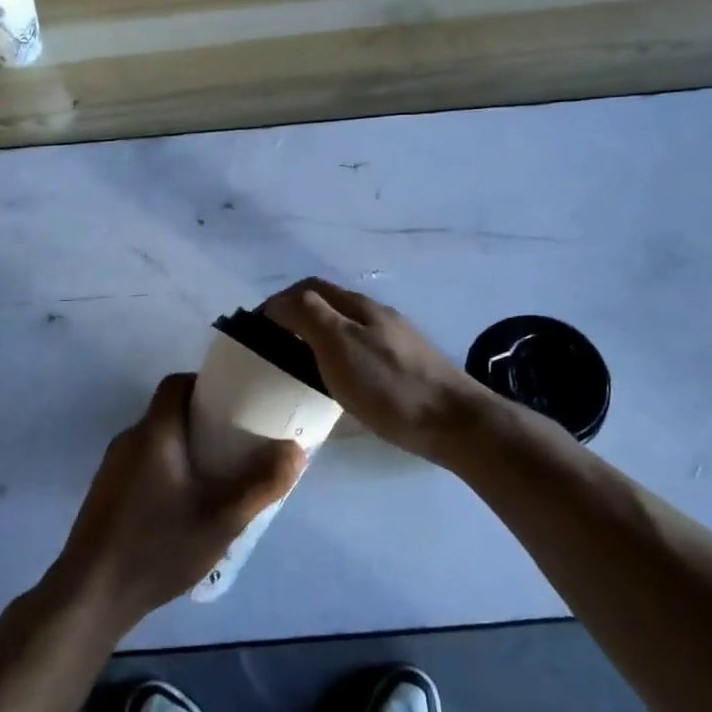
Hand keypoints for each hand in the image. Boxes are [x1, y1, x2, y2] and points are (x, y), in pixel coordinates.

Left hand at [53, 374, 305, 631]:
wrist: (91, 594)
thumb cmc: (158, 547)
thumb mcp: (221, 519)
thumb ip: (261, 484)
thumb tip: (295, 449)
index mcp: (154, 433)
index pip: (176, 385)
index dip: (206, 386)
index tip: (236, 405)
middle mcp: (129, 440)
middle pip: (170, 413)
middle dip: (205, 423)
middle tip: (238, 447)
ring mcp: (113, 468)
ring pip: (158, 443)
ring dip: (188, 451)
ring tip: (219, 479)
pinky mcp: (107, 494)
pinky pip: (145, 466)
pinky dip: (169, 472)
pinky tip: (186, 508)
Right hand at [263, 277, 502, 465]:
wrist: (456, 423)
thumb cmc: (390, 385)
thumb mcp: (339, 345)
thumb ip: (308, 315)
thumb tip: (281, 302)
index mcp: (358, 306)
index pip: (309, 288)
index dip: (279, 302)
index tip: (256, 330)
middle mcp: (377, 315)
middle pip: (328, 304)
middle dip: (296, 316)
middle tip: (273, 348)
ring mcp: (395, 340)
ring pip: (346, 328)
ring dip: (317, 337)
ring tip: (299, 366)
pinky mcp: (407, 366)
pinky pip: (361, 350)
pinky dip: (338, 357)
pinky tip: (338, 383)